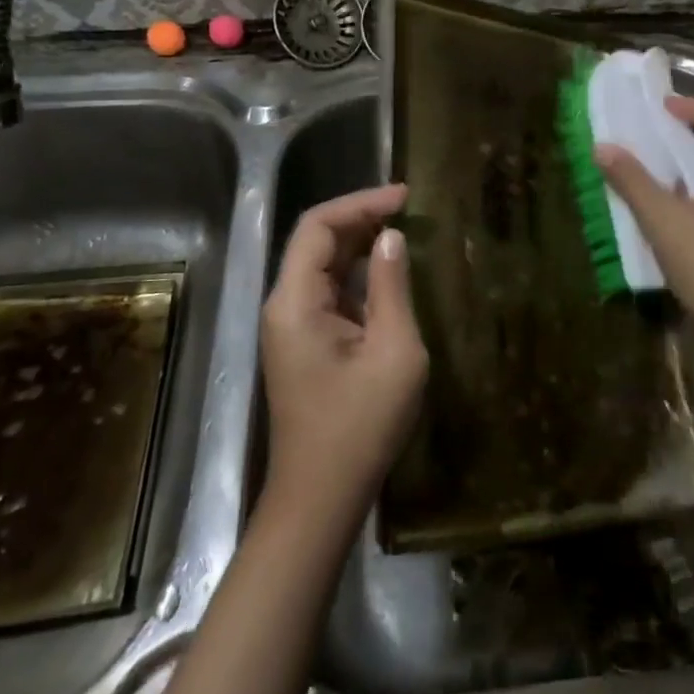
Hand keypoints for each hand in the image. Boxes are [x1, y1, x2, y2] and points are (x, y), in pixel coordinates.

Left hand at [260, 184, 427, 536]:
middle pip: (316, 240)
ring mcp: (290, 325)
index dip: (360, 202)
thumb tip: (391, 238)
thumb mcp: (393, 351)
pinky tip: (388, 271)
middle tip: (410, 208)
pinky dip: (357, 272)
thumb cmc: (360, 426)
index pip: (318, 226)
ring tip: (404, 229)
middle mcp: (284, 304)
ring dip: (359, 242)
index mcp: (296, 301)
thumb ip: (391, 287)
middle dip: (361, 217)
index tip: (405, 196)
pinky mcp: (303, 342)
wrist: (321, 498)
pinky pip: (328, 291)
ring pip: (322, 264)